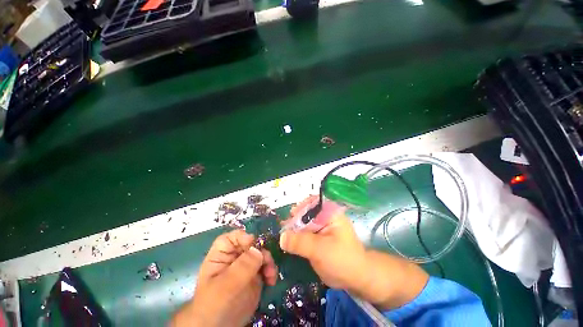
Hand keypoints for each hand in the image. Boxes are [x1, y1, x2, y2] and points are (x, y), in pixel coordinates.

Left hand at [171, 230, 277, 326]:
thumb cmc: (214, 306)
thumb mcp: (225, 286)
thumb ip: (242, 267)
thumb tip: (258, 250)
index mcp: (220, 257)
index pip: (230, 238)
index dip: (241, 237)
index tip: (253, 242)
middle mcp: (234, 258)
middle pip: (250, 244)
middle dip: (260, 250)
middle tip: (266, 262)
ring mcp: (245, 267)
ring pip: (260, 254)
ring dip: (268, 261)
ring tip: (271, 274)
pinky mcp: (255, 276)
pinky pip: (265, 267)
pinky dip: (271, 270)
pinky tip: (271, 280)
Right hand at [280, 196, 368, 292]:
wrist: (356, 278)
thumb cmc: (342, 260)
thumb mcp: (321, 250)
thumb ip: (301, 242)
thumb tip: (281, 237)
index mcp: (329, 212)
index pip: (311, 202)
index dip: (299, 208)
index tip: (289, 218)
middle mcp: (324, 216)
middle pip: (305, 212)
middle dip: (294, 220)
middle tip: (283, 229)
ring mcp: (321, 226)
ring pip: (303, 223)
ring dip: (293, 229)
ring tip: (284, 237)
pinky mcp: (318, 236)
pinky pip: (304, 232)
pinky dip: (296, 236)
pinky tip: (289, 242)